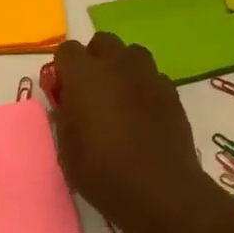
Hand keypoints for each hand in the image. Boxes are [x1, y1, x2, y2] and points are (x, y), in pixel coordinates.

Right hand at [50, 34, 202, 232]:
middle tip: (89, 93)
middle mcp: (117, 65)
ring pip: (131, 54)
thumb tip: (67, 104)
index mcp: (84, 75)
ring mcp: (149, 77)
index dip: (62, 70)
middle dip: (92, 60)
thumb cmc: (101, 171)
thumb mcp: (66, 148)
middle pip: (102, 42)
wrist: (159, 190)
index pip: (66, 51)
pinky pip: (152, 77)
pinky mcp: (171, 93)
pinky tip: (141, 115)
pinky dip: (142, 87)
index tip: (62, 94)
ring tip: (117, 99)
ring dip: (120, 68)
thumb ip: (63, 116)